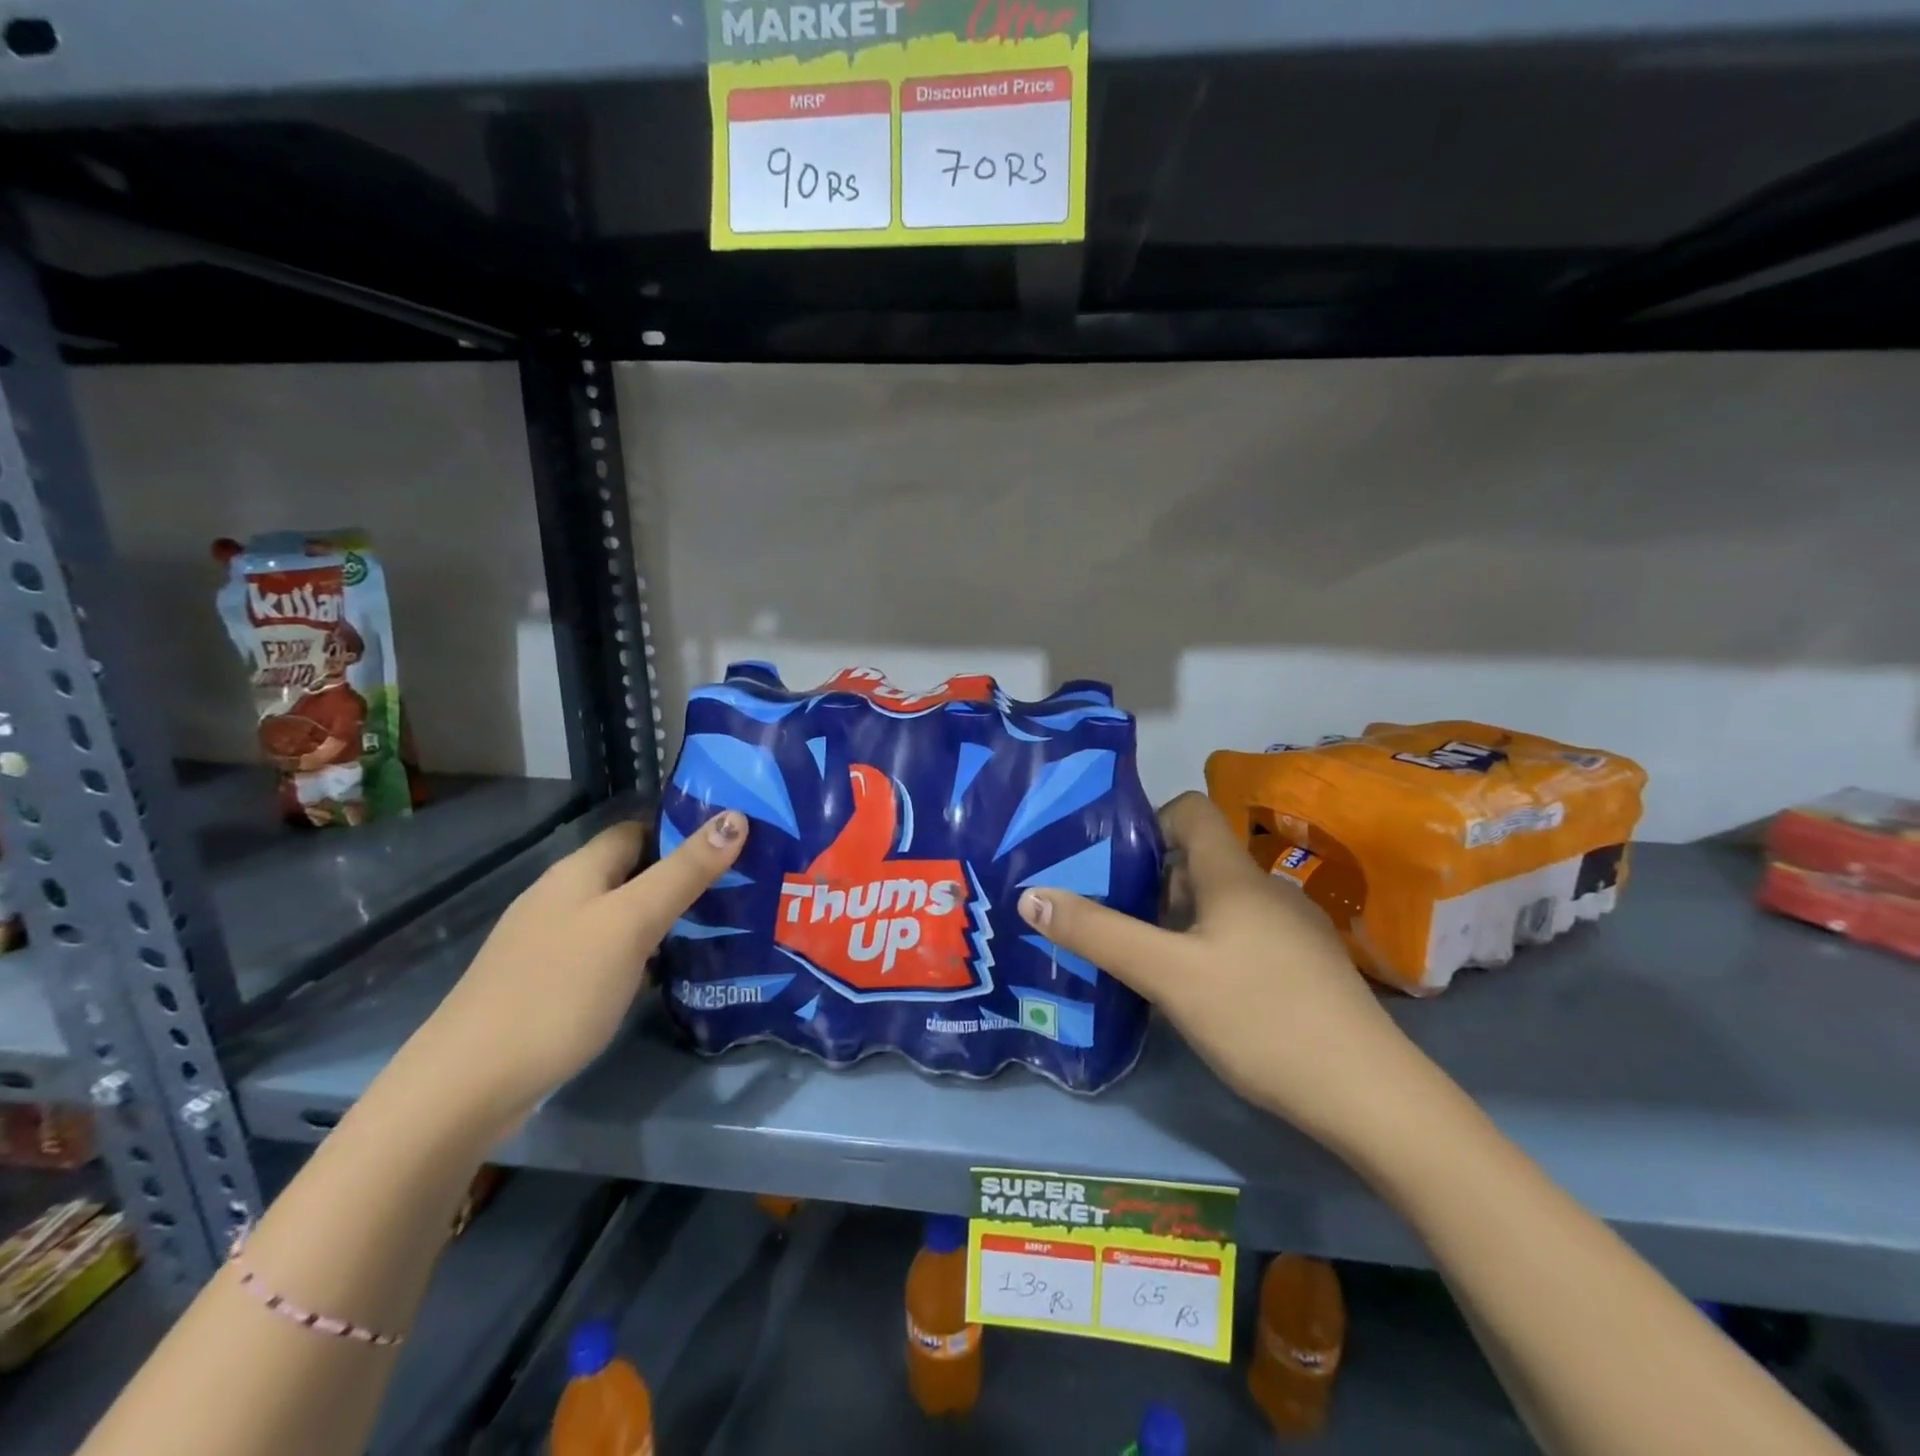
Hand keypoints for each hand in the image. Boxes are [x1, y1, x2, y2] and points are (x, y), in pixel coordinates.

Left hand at [406, 810, 748, 1124]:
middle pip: (632, 873)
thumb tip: (735, 817)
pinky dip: (640, 956)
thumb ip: (684, 872)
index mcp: (579, 871)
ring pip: (621, 916)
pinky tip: (667, 975)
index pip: (638, 829)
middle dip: (682, 878)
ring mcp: (550, 944)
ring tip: (719, 930)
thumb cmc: (559, 989)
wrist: (468, 1085)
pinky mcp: (549, 985)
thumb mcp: (632, 923)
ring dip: (664, 919)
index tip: (735, 844)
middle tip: (740, 890)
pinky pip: (607, 954)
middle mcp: (562, 898)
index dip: (683, 831)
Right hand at [1017, 792, 1423, 1149]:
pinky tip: (1195, 992)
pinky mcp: (1306, 968)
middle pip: (1199, 861)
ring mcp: (1293, 930)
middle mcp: (1266, 890)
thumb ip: (1098, 933)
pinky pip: (1243, 935)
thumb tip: (1031, 894)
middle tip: (1108, 916)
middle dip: (1149, 881)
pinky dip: (1209, 946)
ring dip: (1177, 919)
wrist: (1371, 1097)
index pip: (1190, 810)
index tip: (1111, 860)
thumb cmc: (1261, 1018)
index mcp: (1235, 876)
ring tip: (1140, 957)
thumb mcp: (1166, 975)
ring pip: (1220, 903)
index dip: (1148, 822)